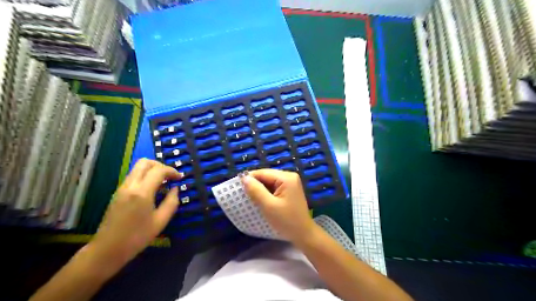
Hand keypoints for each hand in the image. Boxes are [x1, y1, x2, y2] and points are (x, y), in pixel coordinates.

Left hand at [90, 158, 181, 265]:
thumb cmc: (137, 237)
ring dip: (152, 170)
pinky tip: (152, 189)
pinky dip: (145, 176)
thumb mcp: (161, 221)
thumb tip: (175, 189)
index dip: (172, 171)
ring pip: (137, 168)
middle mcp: (130, 185)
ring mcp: (122, 188)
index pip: (159, 170)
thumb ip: (172, 202)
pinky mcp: (118, 193)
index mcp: (142, 192)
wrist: (107, 249)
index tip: (180, 178)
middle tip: (170, 176)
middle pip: (145, 162)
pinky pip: (133, 176)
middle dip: (160, 165)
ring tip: (163, 183)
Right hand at [241, 169, 314, 243]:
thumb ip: (256, 190)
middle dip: (255, 184)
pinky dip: (266, 193)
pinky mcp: (289, 191)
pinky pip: (274, 188)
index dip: (249, 178)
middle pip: (266, 176)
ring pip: (269, 182)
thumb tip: (244, 178)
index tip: (237, 187)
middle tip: (242, 194)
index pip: (263, 173)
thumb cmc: (286, 221)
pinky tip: (260, 200)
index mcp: (286, 177)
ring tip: (249, 198)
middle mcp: (289, 176)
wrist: (303, 234)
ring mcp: (291, 183)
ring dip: (260, 189)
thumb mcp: (268, 206)